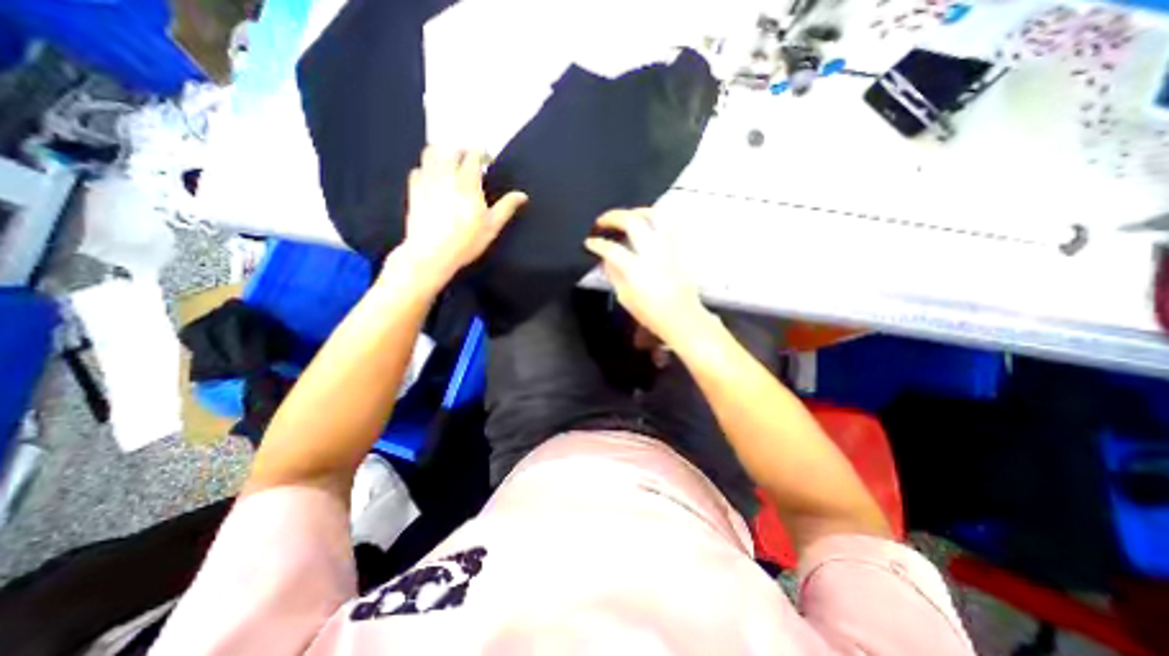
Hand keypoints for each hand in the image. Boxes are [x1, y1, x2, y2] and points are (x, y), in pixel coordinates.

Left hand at [400, 147, 532, 284]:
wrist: (432, 253)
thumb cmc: (466, 241)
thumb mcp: (492, 226)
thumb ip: (507, 207)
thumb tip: (522, 195)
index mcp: (467, 181)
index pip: (473, 155)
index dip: (482, 154)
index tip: (488, 160)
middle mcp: (445, 174)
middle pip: (452, 150)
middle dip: (463, 152)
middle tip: (472, 162)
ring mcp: (426, 180)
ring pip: (431, 153)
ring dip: (443, 154)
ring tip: (451, 165)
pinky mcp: (413, 189)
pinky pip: (419, 169)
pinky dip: (427, 168)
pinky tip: (434, 179)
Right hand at [582, 209, 707, 344]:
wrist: (681, 317)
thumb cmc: (651, 313)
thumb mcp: (625, 297)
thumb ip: (614, 274)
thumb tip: (606, 258)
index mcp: (636, 269)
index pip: (611, 249)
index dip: (597, 243)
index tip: (590, 242)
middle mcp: (652, 253)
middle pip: (632, 222)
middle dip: (613, 217)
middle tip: (603, 221)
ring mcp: (669, 248)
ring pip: (655, 216)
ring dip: (637, 211)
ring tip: (627, 215)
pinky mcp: (680, 249)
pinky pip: (669, 225)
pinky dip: (656, 220)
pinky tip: (648, 224)